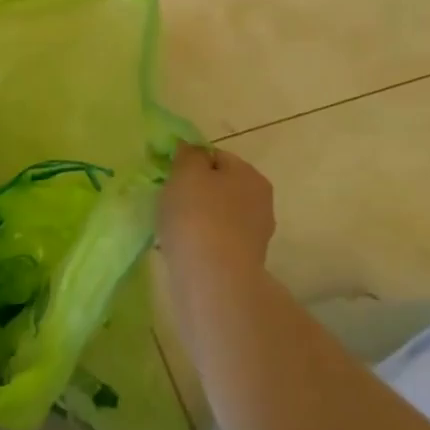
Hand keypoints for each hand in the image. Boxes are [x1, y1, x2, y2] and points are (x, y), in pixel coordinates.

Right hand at [157, 143, 275, 276]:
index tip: (169, 177)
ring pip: (218, 215)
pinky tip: (184, 249)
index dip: (190, 163)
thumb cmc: (198, 216)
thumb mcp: (186, 173)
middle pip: (220, 187)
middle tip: (169, 202)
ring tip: (173, 230)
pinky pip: (217, 241)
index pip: (216, 157)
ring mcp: (256, 234)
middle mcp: (261, 201)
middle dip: (196, 192)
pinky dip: (201, 242)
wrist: (213, 280)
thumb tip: (191, 149)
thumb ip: (188, 155)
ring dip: (198, 219)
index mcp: (250, 175)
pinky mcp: (245, 262)